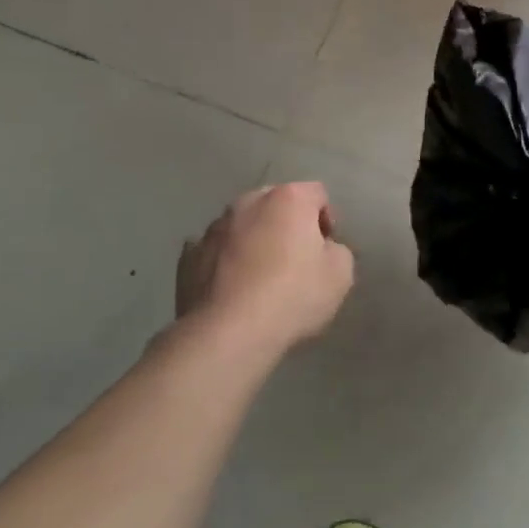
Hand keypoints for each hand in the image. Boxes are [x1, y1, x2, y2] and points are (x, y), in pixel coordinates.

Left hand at [174, 183, 354, 352]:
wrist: (227, 334)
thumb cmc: (292, 296)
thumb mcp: (340, 275)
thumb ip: (337, 250)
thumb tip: (322, 249)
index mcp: (288, 199)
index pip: (317, 194)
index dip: (326, 219)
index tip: (325, 249)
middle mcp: (248, 203)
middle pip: (275, 204)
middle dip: (287, 225)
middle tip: (296, 260)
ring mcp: (213, 228)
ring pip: (242, 226)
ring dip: (254, 241)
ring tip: (260, 278)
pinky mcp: (188, 257)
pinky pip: (215, 251)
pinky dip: (225, 262)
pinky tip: (231, 288)